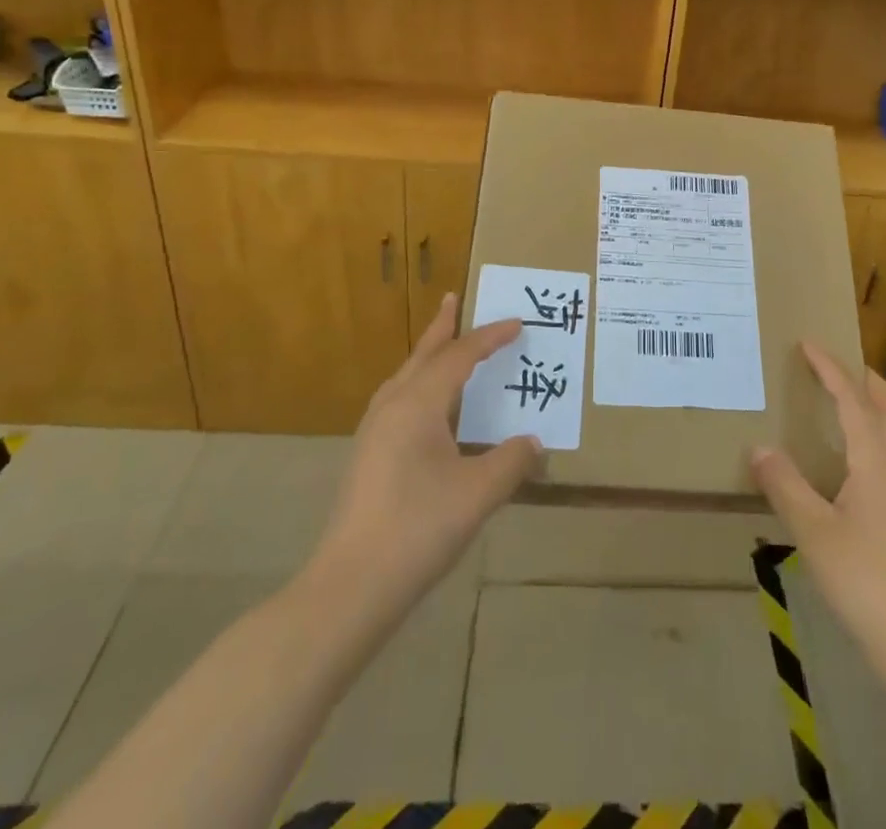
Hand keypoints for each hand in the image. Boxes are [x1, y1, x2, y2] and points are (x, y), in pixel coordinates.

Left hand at [311, 294, 542, 615]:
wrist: (350, 586)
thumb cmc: (418, 528)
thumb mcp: (478, 493)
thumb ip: (511, 462)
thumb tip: (534, 443)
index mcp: (418, 404)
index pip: (459, 356)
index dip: (490, 338)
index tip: (517, 323)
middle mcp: (392, 406)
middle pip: (423, 355)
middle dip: (442, 328)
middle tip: (454, 299)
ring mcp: (373, 432)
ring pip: (406, 378)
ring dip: (428, 356)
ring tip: (444, 345)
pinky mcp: (367, 456)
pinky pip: (398, 400)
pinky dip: (419, 385)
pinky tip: (428, 408)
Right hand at [750, 342, 885, 675]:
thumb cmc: (867, 582)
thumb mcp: (814, 533)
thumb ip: (785, 486)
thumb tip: (759, 448)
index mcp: (876, 461)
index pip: (851, 399)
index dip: (830, 368)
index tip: (809, 343)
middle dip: (867, 381)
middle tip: (838, 367)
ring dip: (874, 410)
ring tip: (841, 411)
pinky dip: (876, 442)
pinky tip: (853, 469)